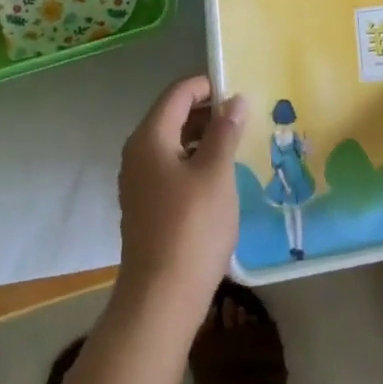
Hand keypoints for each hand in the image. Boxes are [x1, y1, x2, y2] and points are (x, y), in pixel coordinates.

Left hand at [116, 76, 245, 321]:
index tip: (239, 89)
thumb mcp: (216, 174)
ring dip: (203, 137)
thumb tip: (236, 100)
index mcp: (150, 137)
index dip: (207, 85)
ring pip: (173, 143)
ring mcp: (139, 181)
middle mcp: (137, 152)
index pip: (177, 93)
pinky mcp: (146, 205)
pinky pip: (171, 167)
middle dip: (207, 111)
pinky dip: (194, 160)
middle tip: (244, 115)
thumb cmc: (191, 227)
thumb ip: (226, 132)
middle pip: (172, 115)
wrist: (160, 298)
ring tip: (238, 142)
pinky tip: (219, 175)